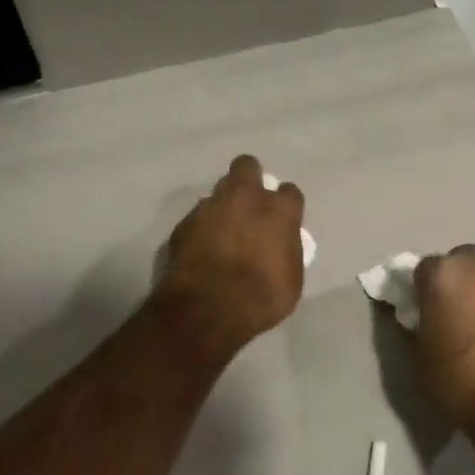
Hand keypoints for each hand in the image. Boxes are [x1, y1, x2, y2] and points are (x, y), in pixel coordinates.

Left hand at [157, 155, 305, 359]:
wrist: (208, 308)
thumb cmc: (261, 297)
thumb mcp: (290, 279)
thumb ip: (285, 251)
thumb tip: (278, 246)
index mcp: (278, 211)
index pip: (289, 192)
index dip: (285, 205)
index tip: (282, 220)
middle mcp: (244, 198)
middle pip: (246, 166)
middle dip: (248, 178)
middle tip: (248, 204)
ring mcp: (209, 207)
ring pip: (217, 192)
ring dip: (222, 206)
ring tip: (221, 232)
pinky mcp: (183, 223)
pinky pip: (196, 218)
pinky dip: (201, 229)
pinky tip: (201, 250)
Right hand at [413, 246, 474, 464]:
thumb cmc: (461, 381)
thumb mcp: (421, 357)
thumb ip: (421, 326)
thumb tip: (428, 319)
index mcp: (443, 274)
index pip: (424, 269)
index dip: (424, 291)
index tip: (426, 312)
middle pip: (464, 263)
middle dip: (460, 282)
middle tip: (460, 314)